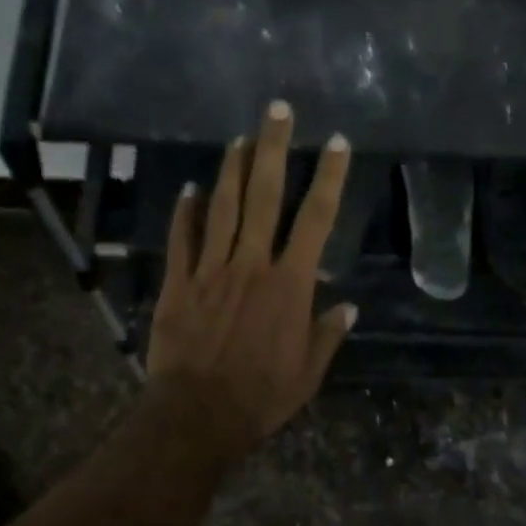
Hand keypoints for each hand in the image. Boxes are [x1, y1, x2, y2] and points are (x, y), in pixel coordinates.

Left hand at [147, 101, 354, 459]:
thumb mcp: (308, 373)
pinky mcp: (178, 283)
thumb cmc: (261, 397)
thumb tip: (347, 306)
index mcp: (289, 285)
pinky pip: (182, 238)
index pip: (315, 220)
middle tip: (278, 109)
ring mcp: (210, 270)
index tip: (335, 143)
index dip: (328, 178)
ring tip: (239, 137)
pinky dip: (185, 211)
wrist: (197, 415)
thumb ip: (327, 334)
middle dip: (273, 148)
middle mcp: (251, 264)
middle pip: (264, 195)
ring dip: (231, 168)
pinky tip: (189, 188)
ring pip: (221, 207)